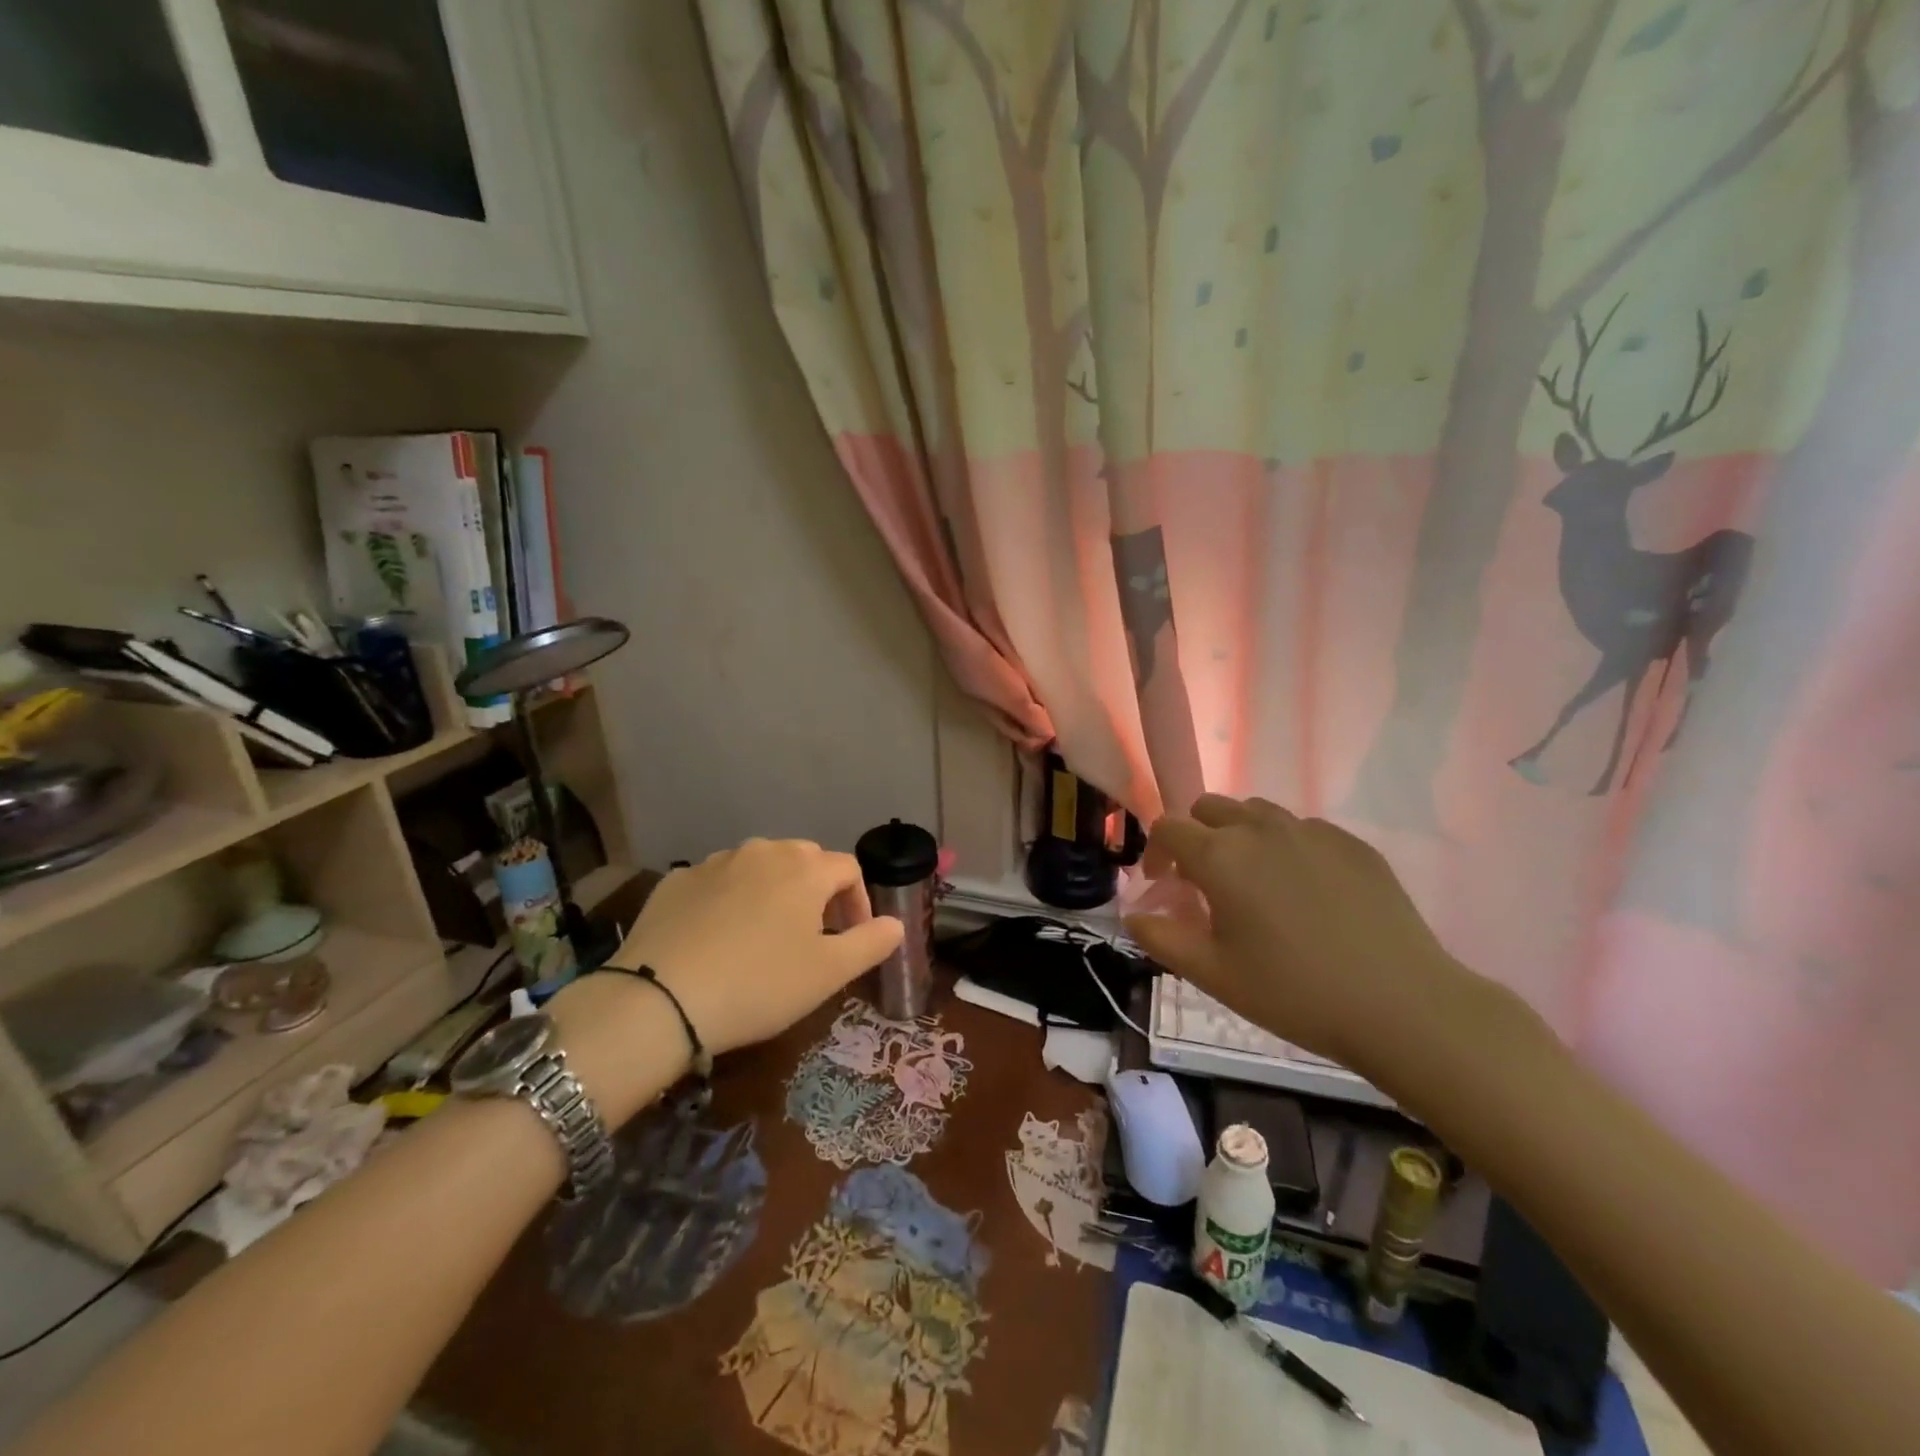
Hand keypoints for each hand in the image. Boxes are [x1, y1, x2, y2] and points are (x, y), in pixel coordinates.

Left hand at [605, 838, 902, 1057]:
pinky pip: (718, 883)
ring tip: (764, 937)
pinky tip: (718, 939)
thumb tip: (896, 924)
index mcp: (805, 868)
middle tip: (812, 937)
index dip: (858, 902)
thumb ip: (871, 943)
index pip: (848, 869)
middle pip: (804, 861)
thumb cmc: (760, 984)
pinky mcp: (676, 881)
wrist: (660, 999)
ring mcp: (715, 862)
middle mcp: (762, 851)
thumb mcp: (829, 973)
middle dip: (817, 893)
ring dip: (773, 894)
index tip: (851, 939)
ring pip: (759, 868)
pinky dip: (729, 901)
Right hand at [1124, 795, 1485, 1086]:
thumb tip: (1133, 914)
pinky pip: (1302, 830)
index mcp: (1220, 856)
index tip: (1164, 887)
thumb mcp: (1213, 975)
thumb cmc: (1294, 992)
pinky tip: (1306, 893)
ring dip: (1241, 836)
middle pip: (1210, 808)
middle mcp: (1260, 829)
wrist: (1402, 1005)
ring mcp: (1311, 831)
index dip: (1156, 853)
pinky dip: (1287, 848)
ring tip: (1256, 884)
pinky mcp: (1352, 843)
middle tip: (1207, 884)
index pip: (1168, 827)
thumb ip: (1161, 938)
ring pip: (1257, 813)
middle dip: (1197, 836)